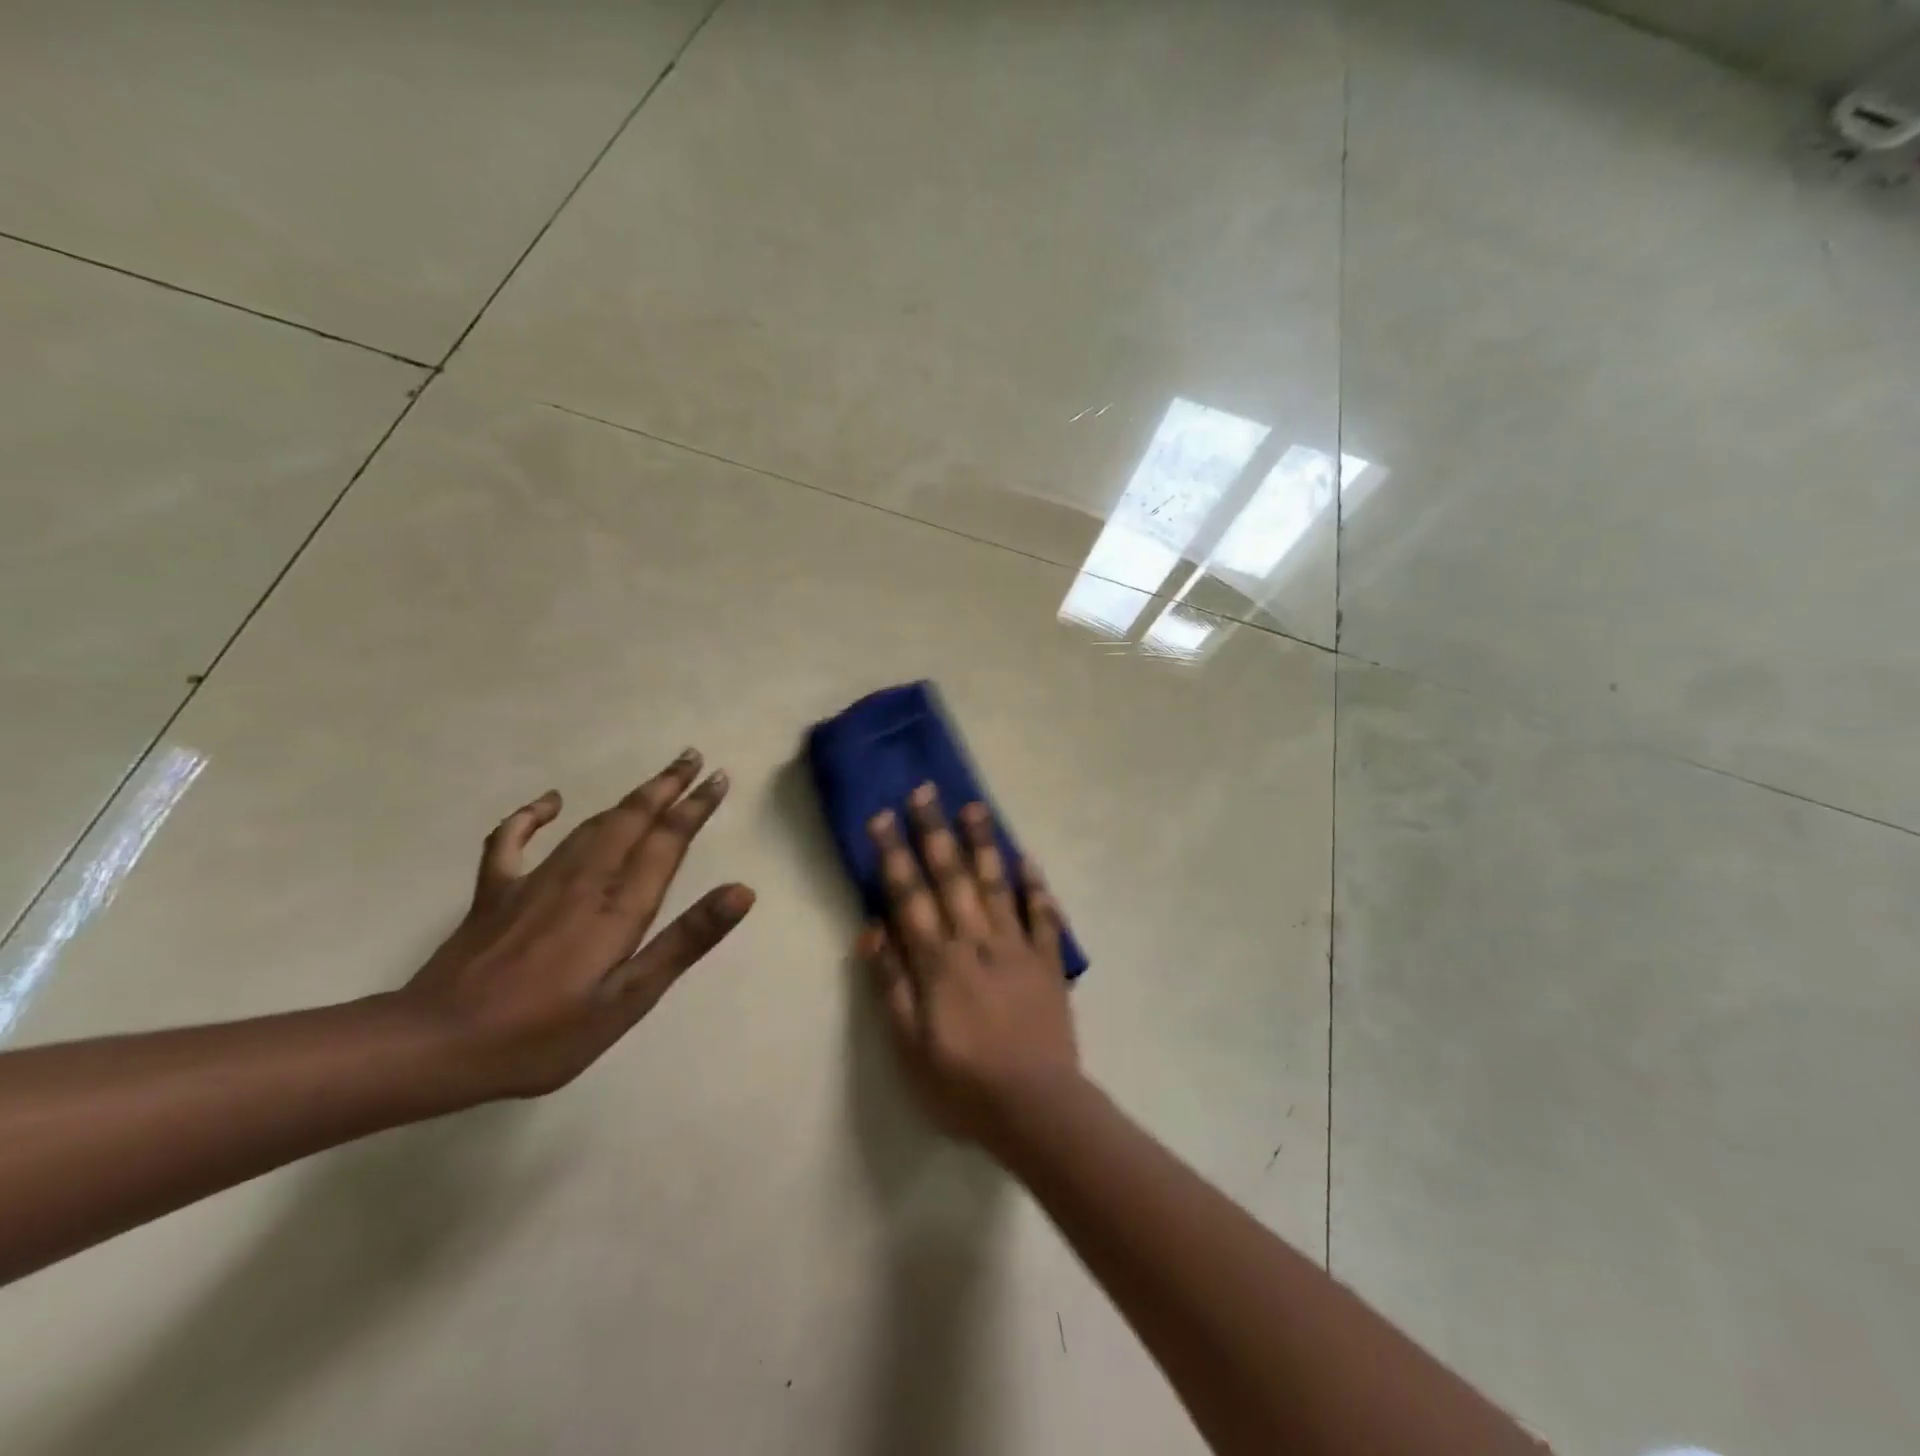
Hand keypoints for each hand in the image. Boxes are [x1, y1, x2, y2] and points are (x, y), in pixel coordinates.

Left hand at [402, 748, 754, 1097]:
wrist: (434, 1047)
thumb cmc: (543, 1034)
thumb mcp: (628, 999)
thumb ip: (685, 941)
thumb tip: (741, 891)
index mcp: (618, 906)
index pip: (667, 842)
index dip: (695, 808)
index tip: (718, 778)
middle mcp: (582, 881)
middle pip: (631, 820)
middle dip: (665, 787)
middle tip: (692, 757)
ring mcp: (534, 882)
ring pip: (591, 824)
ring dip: (627, 798)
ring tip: (655, 778)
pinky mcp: (495, 894)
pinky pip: (512, 841)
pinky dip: (530, 816)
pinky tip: (549, 801)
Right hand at [857, 783, 1078, 1146]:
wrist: (1036, 1108)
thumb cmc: (962, 1084)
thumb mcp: (909, 1046)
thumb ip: (890, 985)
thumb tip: (871, 930)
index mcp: (939, 962)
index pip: (910, 897)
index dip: (895, 855)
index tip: (883, 817)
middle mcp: (977, 942)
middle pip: (952, 878)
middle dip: (935, 832)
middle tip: (926, 791)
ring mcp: (1017, 948)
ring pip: (997, 884)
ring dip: (984, 843)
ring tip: (975, 805)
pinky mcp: (1048, 962)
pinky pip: (1043, 916)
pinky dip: (1036, 887)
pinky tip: (1028, 859)